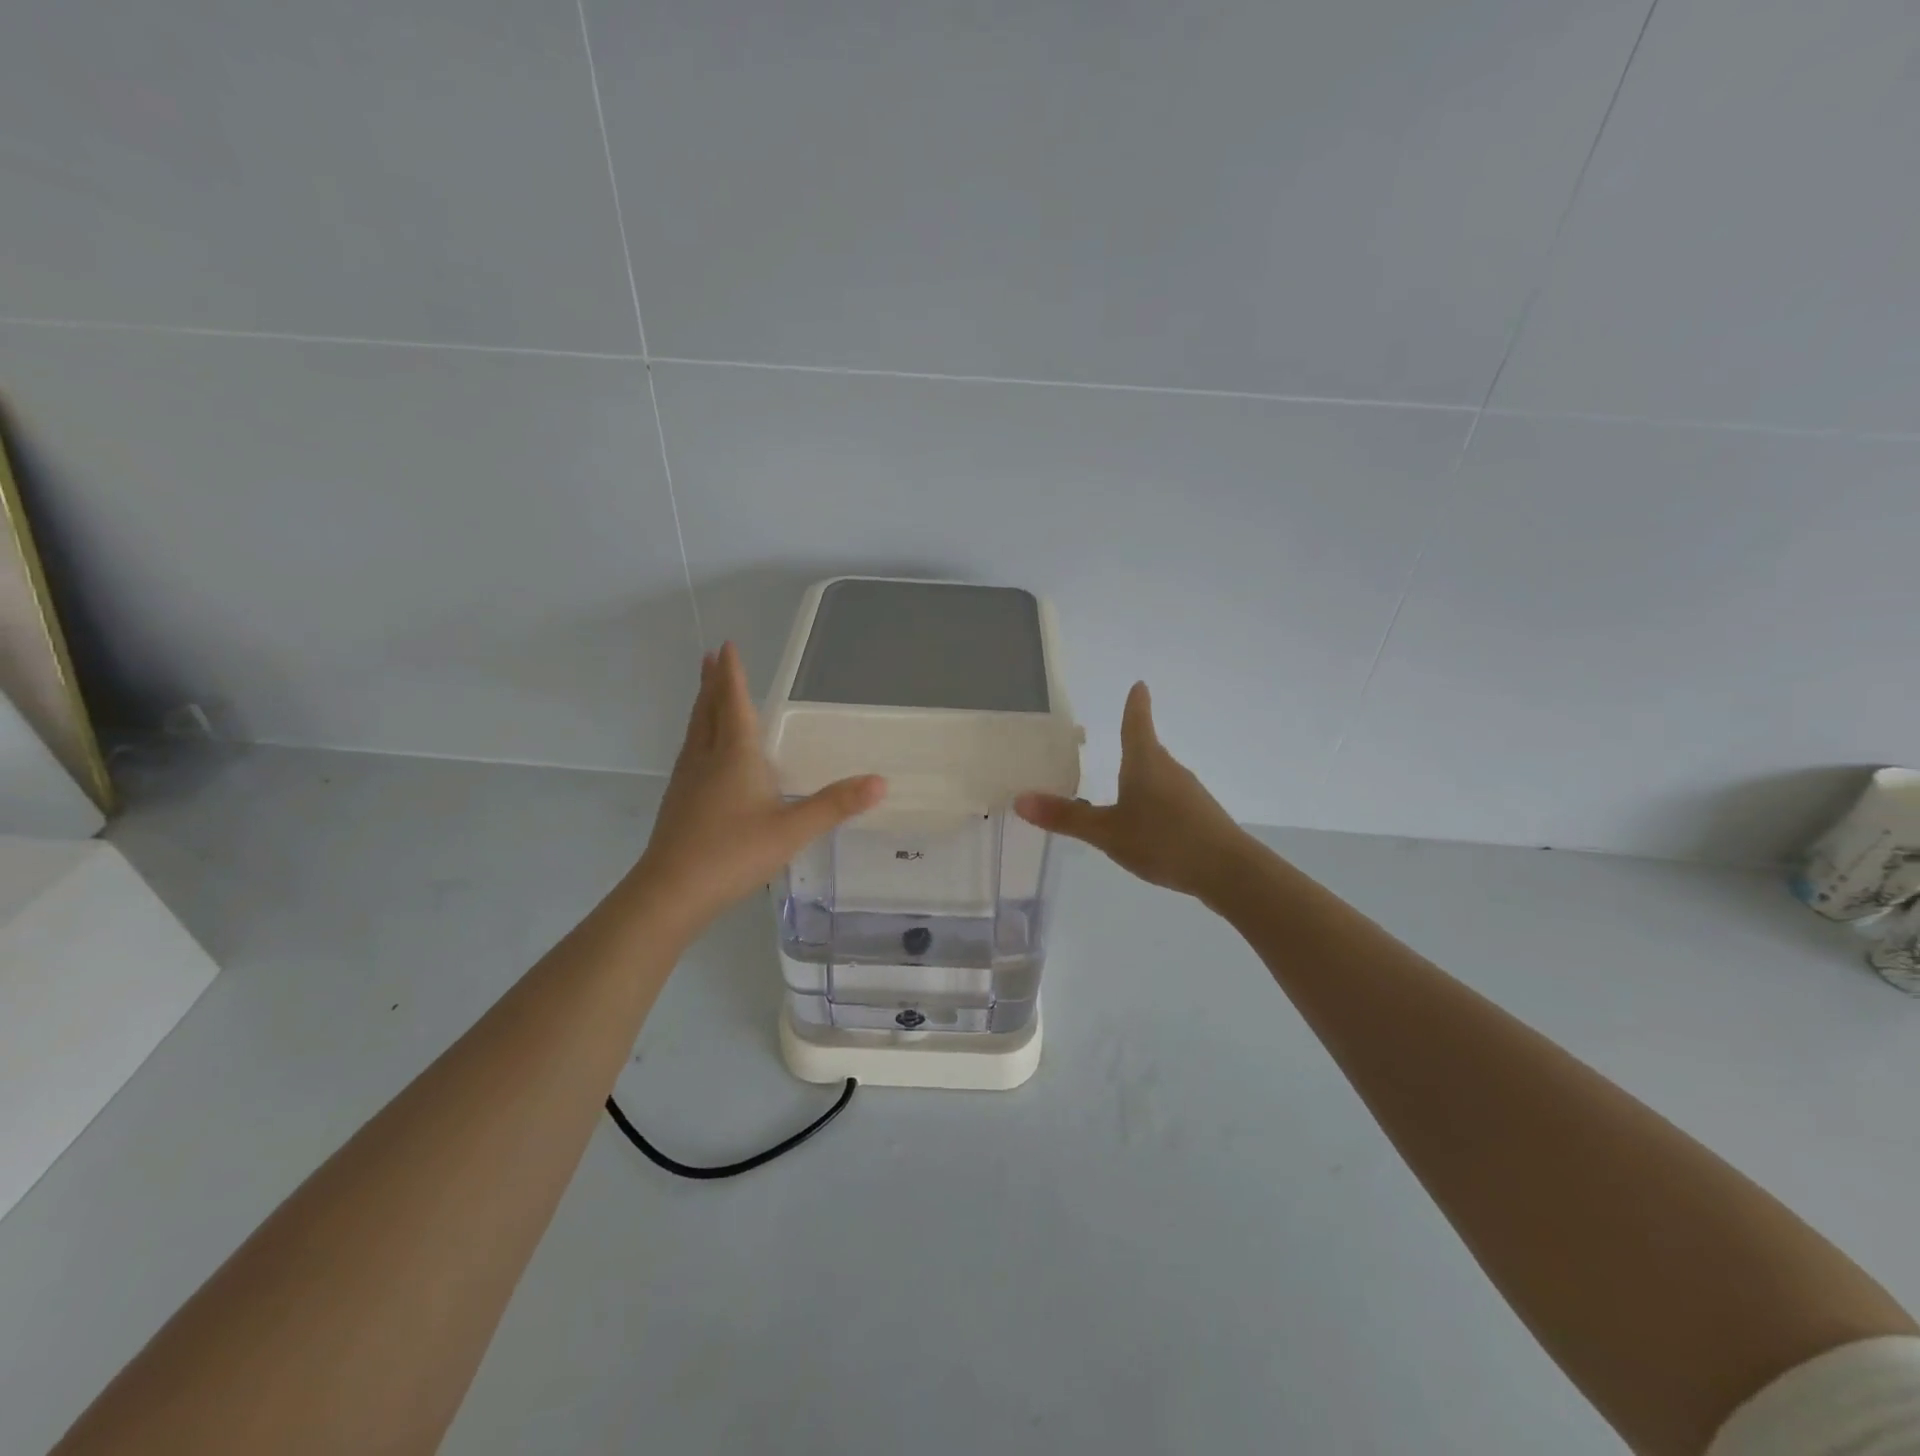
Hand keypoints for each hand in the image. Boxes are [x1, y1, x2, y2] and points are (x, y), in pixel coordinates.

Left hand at [632, 642, 885, 930]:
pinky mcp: (678, 803)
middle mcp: (706, 759)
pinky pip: (690, 754)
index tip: (726, 646)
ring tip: (706, 695)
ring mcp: (687, 781)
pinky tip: (703, 754)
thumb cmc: (733, 853)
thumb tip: (880, 782)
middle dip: (712, 683)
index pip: (733, 703)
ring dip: (702, 707)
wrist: (671, 892)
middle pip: (707, 711)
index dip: (732, 674)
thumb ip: (835, 805)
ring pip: (694, 732)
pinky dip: (698, 737)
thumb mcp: (792, 830)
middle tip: (710, 658)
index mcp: (734, 755)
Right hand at [1015, 682, 1247, 899]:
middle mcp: (1169, 770)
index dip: (1135, 704)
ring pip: (1158, 778)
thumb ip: (1066, 817)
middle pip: (1147, 751)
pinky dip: (1153, 803)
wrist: (1228, 871)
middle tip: (1111, 743)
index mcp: (1145, 762)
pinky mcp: (1200, 816)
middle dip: (1131, 747)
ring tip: (1121, 792)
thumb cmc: (1163, 840)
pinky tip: (1146, 827)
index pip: (1136, 723)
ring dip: (1140, 779)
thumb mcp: (1107, 831)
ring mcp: (1189, 793)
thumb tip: (1020, 799)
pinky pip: (1169, 801)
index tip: (1139, 685)